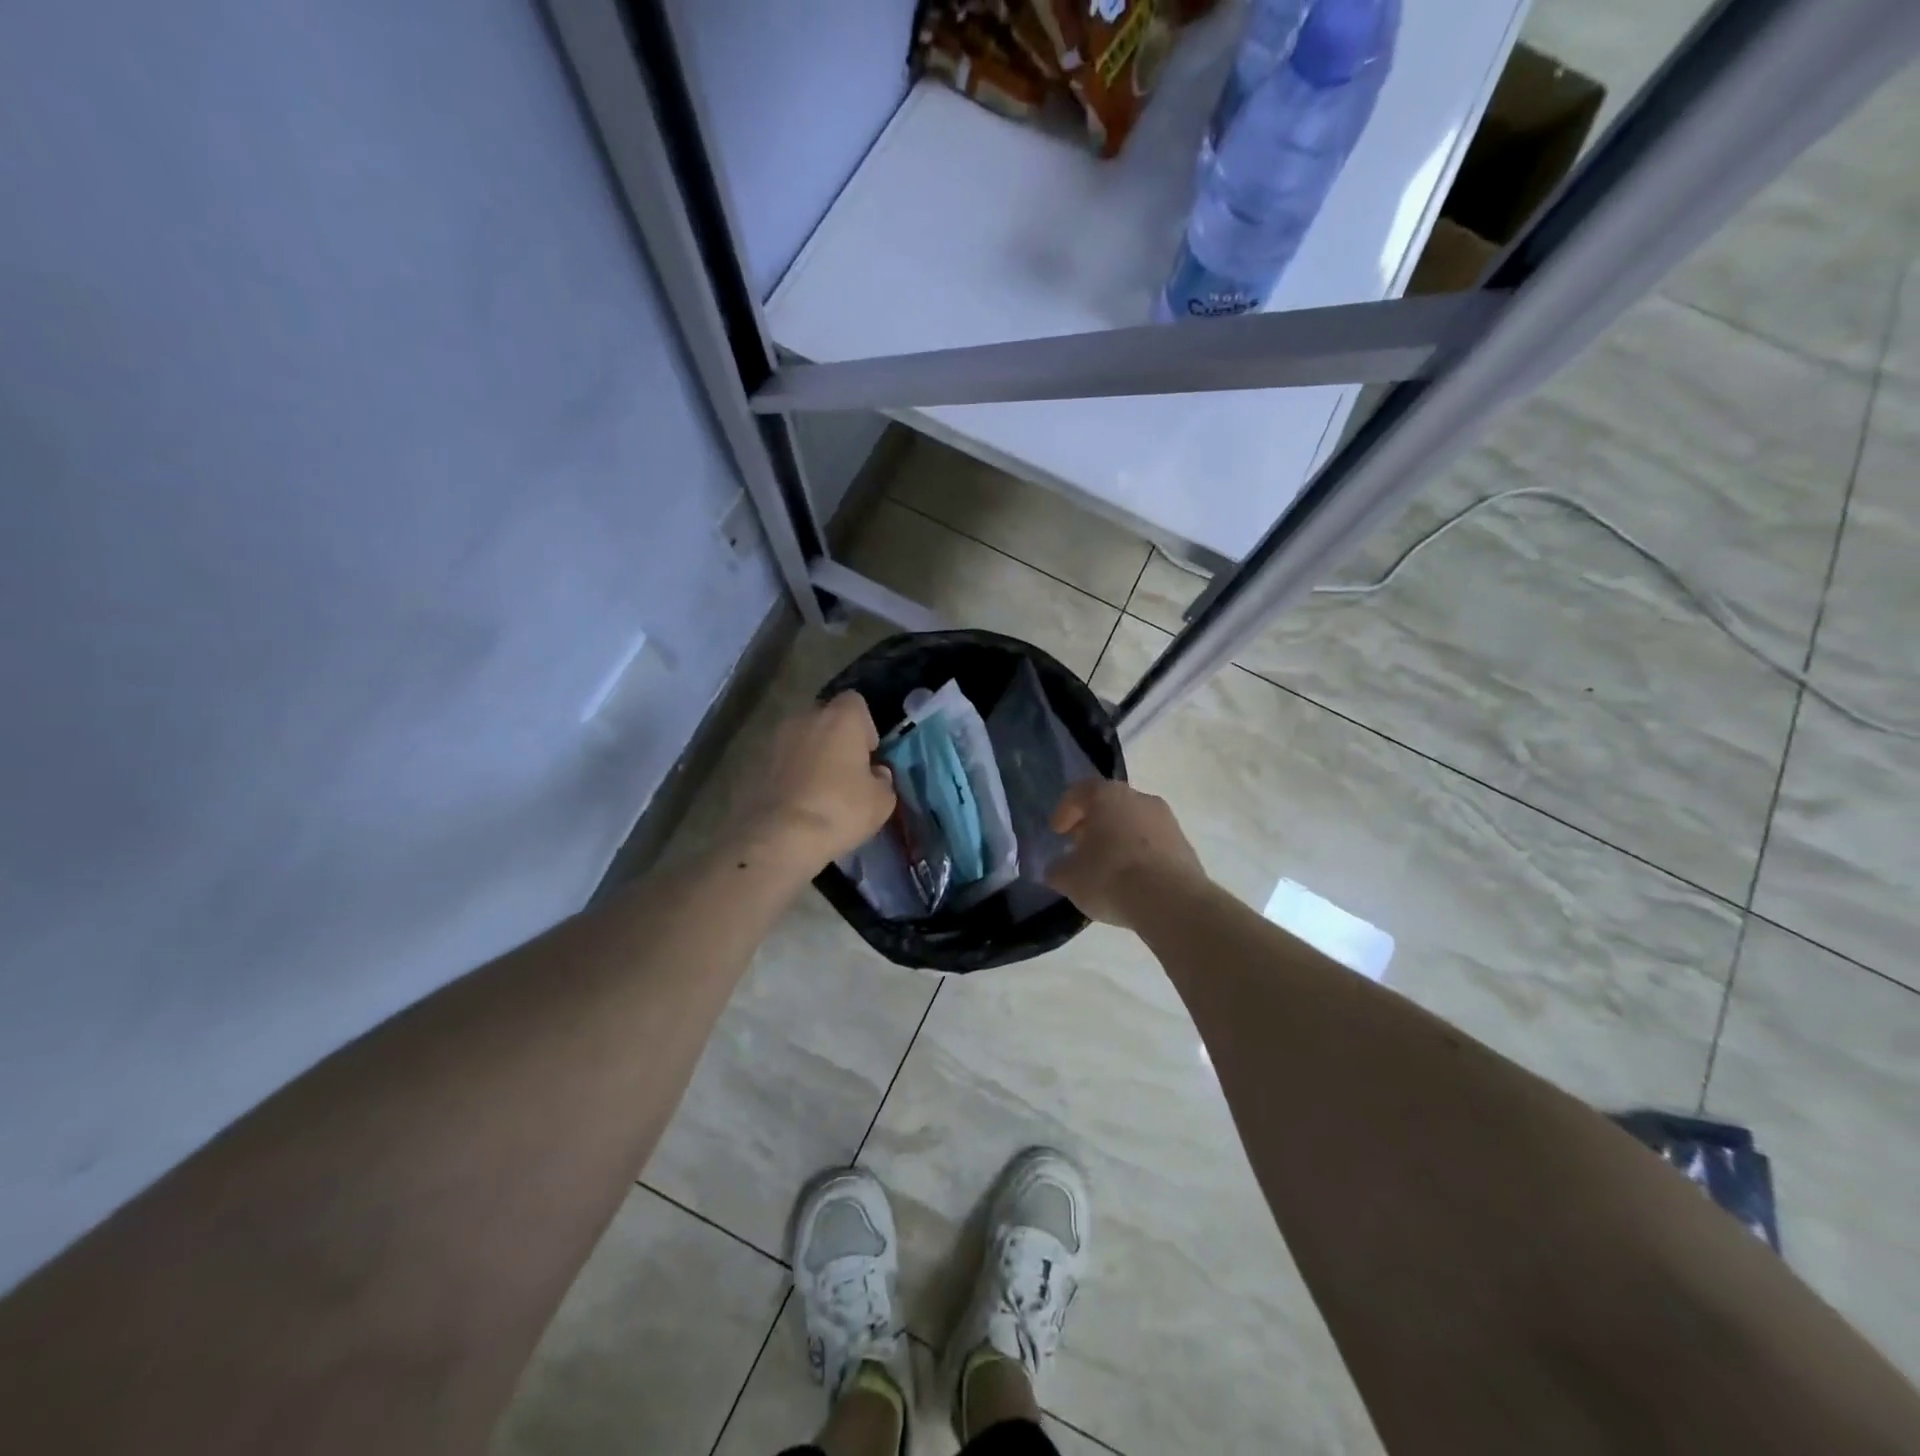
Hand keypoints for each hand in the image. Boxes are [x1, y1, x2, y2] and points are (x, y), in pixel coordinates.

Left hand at [738, 693, 895, 872]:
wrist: (782, 835)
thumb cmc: (841, 809)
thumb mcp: (882, 800)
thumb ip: (882, 778)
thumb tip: (875, 773)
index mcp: (841, 717)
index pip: (856, 702)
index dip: (865, 726)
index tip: (869, 753)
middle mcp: (807, 717)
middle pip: (827, 718)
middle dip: (837, 738)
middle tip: (847, 770)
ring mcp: (778, 739)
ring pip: (804, 738)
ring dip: (814, 754)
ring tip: (823, 787)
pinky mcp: (758, 762)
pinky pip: (786, 760)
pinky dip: (795, 772)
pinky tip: (803, 799)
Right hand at [1046, 780, 1207, 929]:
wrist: (1172, 901)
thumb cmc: (1111, 877)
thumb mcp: (1069, 878)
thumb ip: (1057, 869)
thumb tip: (1058, 868)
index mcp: (1107, 796)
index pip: (1080, 791)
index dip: (1065, 811)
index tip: (1057, 833)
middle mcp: (1140, 798)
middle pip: (1110, 804)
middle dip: (1092, 824)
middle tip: (1079, 847)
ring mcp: (1167, 820)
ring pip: (1133, 822)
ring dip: (1118, 838)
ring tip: (1106, 866)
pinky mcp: (1184, 845)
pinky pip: (1153, 843)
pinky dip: (1139, 854)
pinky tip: (1131, 879)